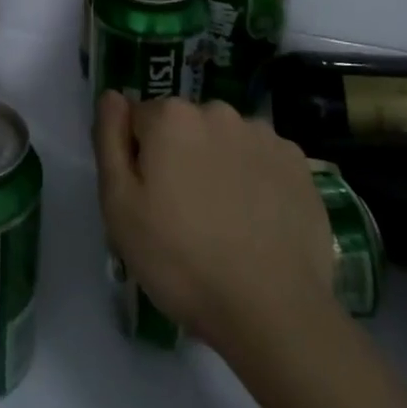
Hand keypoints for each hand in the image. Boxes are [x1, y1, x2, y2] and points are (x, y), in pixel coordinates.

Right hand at [95, 92, 334, 356]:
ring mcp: (263, 135)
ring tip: (223, 222)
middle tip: (182, 215)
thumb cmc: (181, 259)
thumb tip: (113, 97)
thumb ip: (109, 139)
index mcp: (171, 116)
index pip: (139, 120)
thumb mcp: (119, 206)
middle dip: (178, 157)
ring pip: (224, 141)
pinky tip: (256, 221)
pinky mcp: (298, 163)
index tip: (148, 200)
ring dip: (218, 165)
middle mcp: (218, 111)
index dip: (138, 159)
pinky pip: (261, 160)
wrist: (272, 310)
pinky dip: (254, 179)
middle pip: (183, 126)